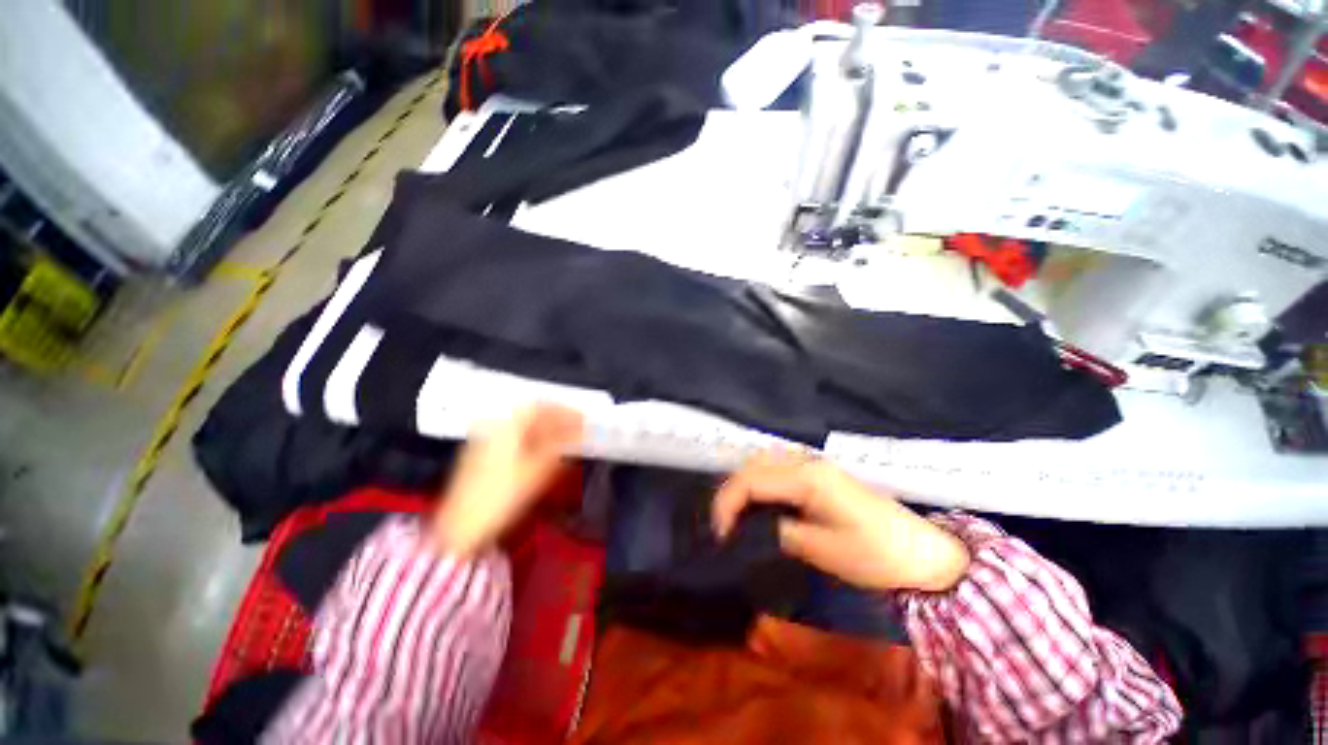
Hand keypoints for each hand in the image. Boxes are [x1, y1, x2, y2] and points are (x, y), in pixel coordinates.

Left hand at [432, 405, 583, 555]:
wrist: (463, 526)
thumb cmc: (500, 496)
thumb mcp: (539, 468)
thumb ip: (562, 444)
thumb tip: (581, 431)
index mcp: (508, 424)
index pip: (543, 407)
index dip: (567, 411)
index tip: (583, 419)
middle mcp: (495, 425)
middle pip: (533, 414)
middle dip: (558, 420)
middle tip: (577, 429)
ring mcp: (487, 438)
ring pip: (524, 426)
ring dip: (547, 430)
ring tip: (565, 441)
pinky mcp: (483, 452)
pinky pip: (515, 437)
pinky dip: (533, 439)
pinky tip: (544, 451)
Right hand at [713, 454, 969, 591]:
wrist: (923, 552)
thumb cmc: (876, 554)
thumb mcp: (824, 551)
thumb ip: (780, 533)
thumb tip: (753, 529)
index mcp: (806, 477)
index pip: (750, 480)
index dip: (727, 504)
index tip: (720, 535)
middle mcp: (804, 462)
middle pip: (751, 465)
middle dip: (730, 493)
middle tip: (723, 526)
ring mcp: (812, 464)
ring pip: (762, 464)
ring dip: (742, 486)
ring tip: (735, 516)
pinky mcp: (818, 474)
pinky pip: (776, 470)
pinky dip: (759, 485)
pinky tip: (758, 505)